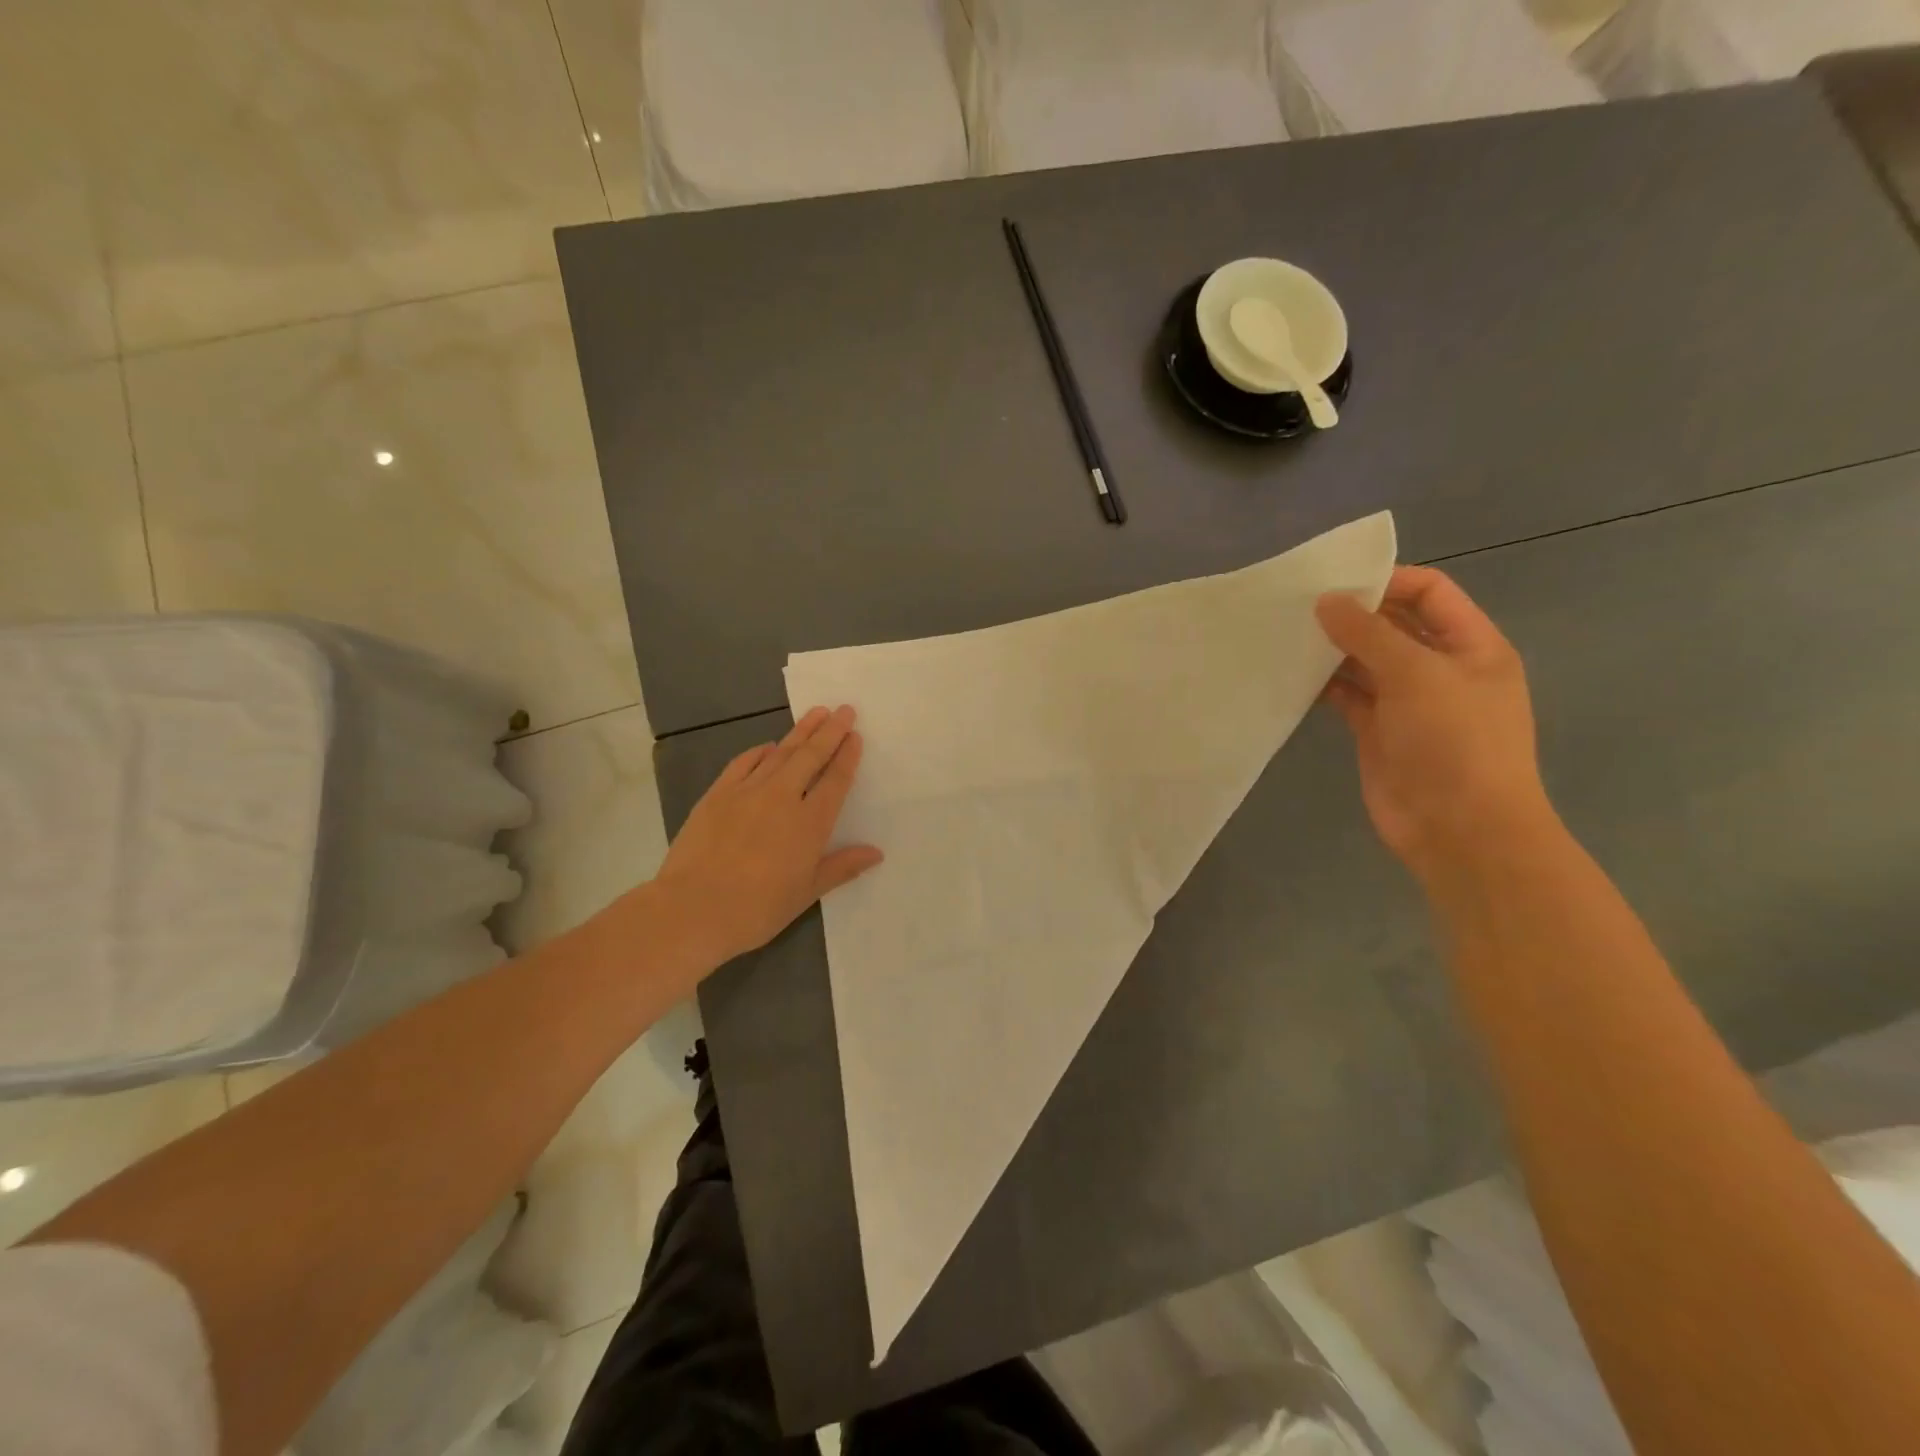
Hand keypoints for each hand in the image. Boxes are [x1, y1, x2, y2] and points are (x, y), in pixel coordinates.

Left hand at [654, 705, 883, 970]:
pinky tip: (768, 746)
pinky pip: (743, 763)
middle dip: (830, 731)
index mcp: (810, 823)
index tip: (855, 736)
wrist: (692, 909)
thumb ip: (841, 867)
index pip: (835, 781)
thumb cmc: (757, 908)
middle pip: (811, 756)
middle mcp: (783, 798)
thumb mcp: (806, 893)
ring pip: (780, 753)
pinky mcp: (717, 795)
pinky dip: (759, 751)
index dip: (847, 757)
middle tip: (844, 710)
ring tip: (816, 713)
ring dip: (800, 732)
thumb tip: (876, 852)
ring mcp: (747, 792)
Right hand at [1316, 567, 1557, 881]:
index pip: (1430, 593)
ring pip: (1365, 662)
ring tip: (1287, 636)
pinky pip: (1347, 696)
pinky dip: (1322, 685)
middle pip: (1394, 626)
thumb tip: (1326, 601)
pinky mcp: (1377, 732)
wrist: (1460, 830)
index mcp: (1471, 646)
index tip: (1334, 582)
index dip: (1387, 581)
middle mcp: (1440, 668)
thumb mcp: (1417, 675)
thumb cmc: (1455, 743)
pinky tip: (1291, 676)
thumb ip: (1369, 634)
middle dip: (1352, 614)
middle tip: (1298, 606)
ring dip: (1332, 650)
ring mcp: (1407, 703)